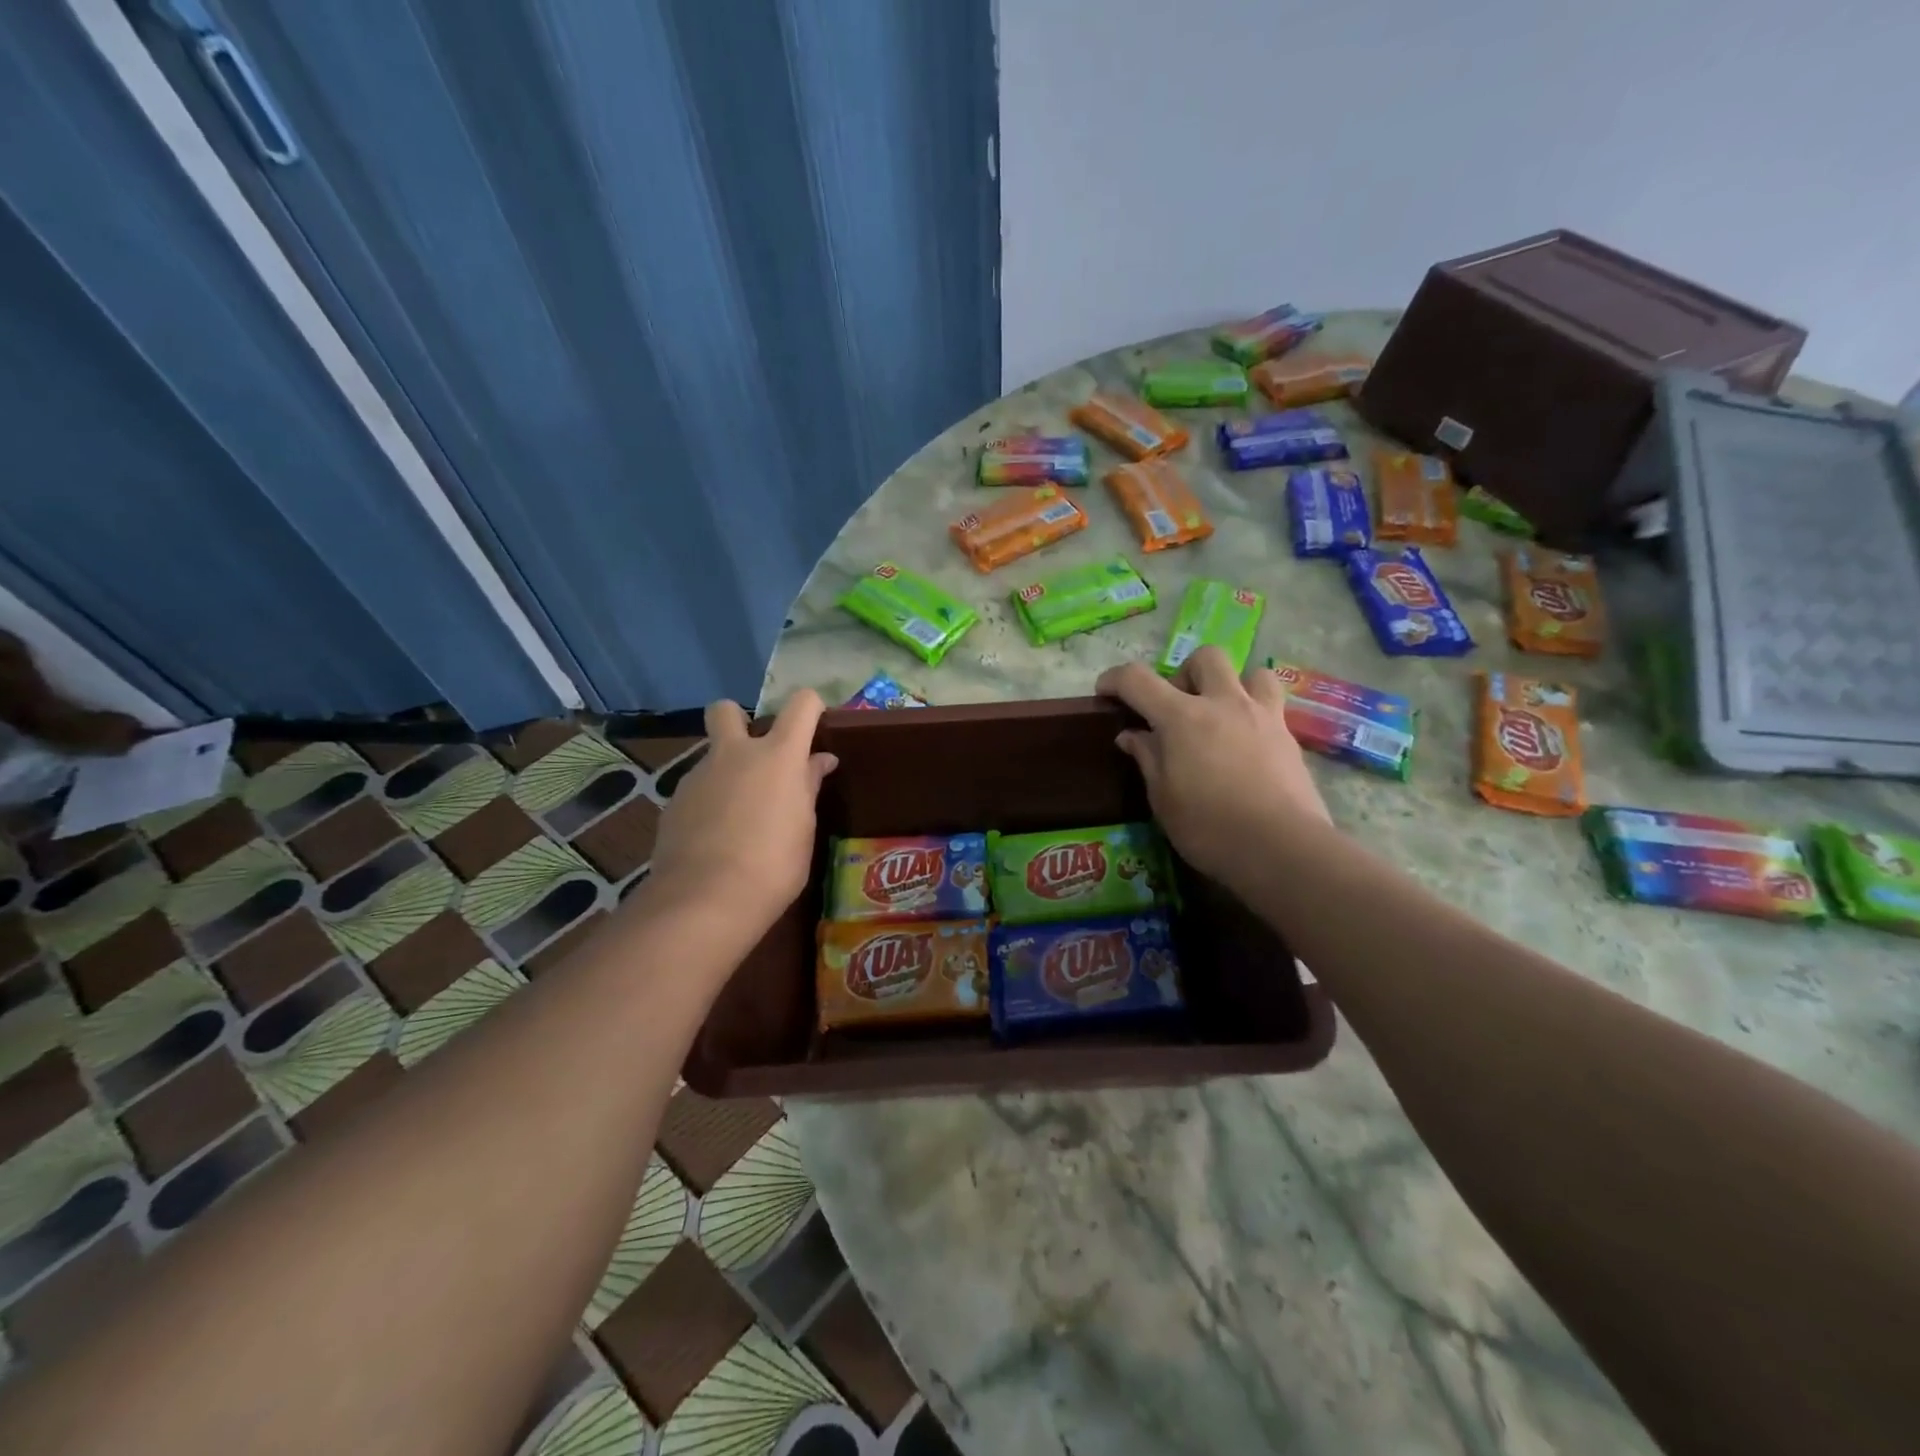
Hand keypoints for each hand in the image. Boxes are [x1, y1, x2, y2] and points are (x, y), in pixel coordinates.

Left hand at [646, 691, 837, 935]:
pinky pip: (696, 790)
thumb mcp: (804, 828)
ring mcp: (698, 776)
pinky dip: (707, 804)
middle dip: (739, 720)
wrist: (705, 899)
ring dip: (726, 773)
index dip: (811, 707)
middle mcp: (735, 754)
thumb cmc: (774, 866)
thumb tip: (819, 761)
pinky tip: (713, 838)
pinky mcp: (673, 802)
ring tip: (738, 817)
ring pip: (712, 757)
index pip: (801, 705)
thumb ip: (808, 788)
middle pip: (727, 710)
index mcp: (778, 756)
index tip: (816, 725)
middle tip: (754, 755)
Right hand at [1095, 648, 1330, 897]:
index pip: (1138, 679)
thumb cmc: (1210, 828)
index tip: (1105, 692)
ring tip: (1221, 716)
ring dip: (1231, 685)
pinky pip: (1273, 706)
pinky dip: (1255, 714)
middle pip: (1204, 657)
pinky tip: (1247, 745)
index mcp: (1182, 718)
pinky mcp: (1289, 737)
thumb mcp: (1163, 799)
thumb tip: (1132, 735)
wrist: (1282, 848)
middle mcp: (1223, 704)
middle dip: (1184, 673)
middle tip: (1176, 708)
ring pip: (1251, 672)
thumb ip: (1147, 758)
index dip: (1115, 679)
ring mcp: (1262, 716)